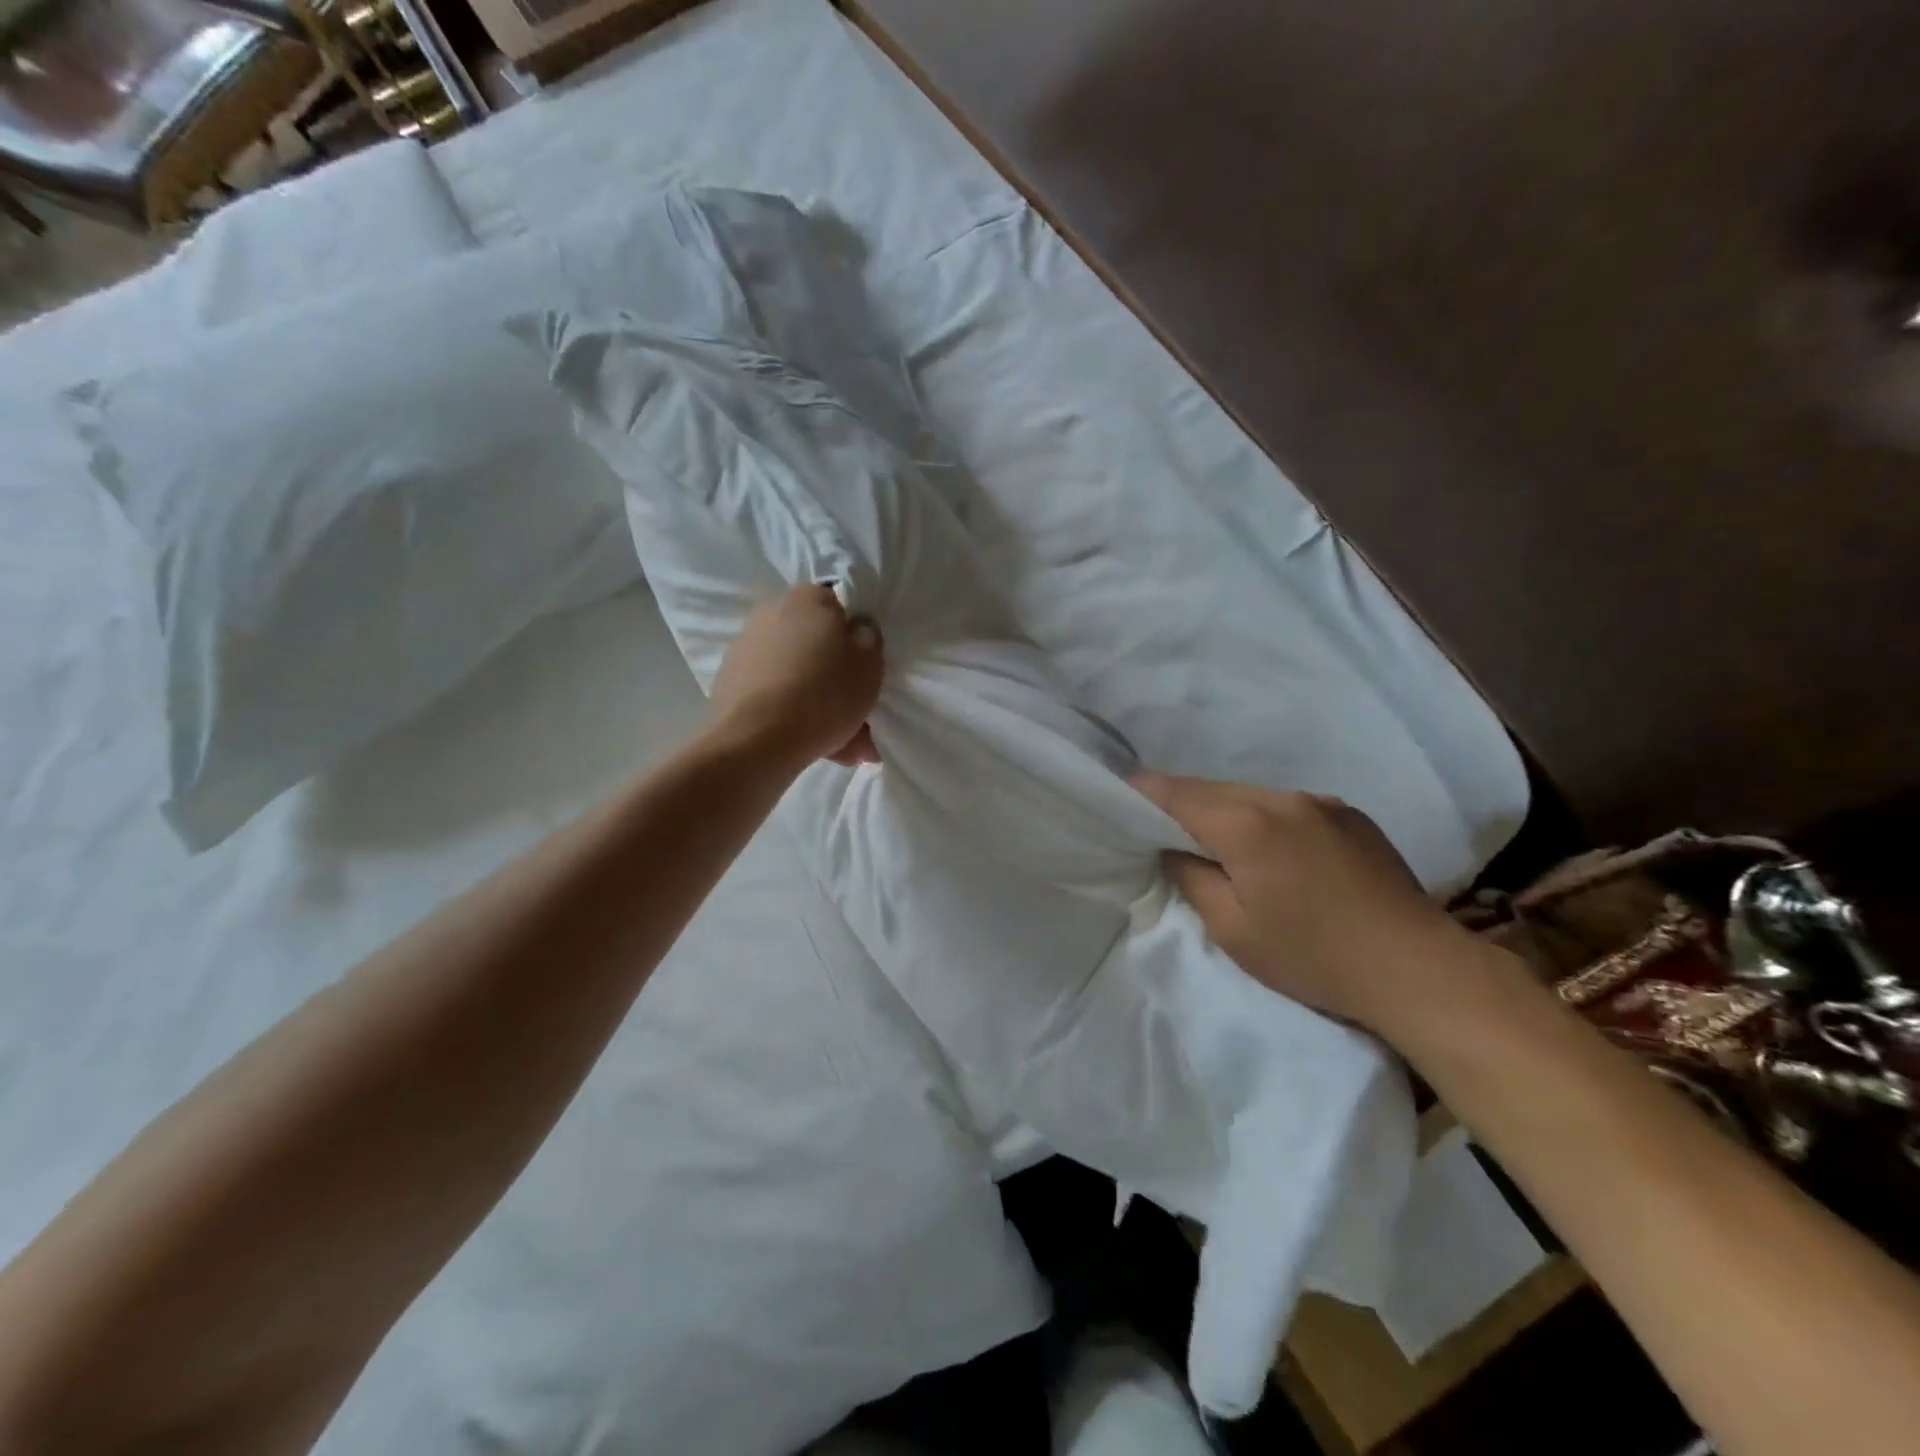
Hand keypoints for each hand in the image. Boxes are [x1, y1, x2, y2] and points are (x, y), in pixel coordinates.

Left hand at [711, 583, 883, 767]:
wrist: (758, 738)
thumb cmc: (825, 691)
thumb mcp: (870, 662)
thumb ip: (868, 637)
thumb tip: (856, 628)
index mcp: (808, 598)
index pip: (840, 609)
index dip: (856, 642)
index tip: (866, 673)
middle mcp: (771, 612)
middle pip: (817, 647)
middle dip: (838, 681)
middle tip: (858, 718)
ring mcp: (745, 648)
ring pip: (798, 676)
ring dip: (819, 705)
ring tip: (841, 747)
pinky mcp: (730, 682)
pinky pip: (775, 695)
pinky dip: (793, 715)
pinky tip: (812, 746)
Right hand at [1132, 772, 1473, 1032]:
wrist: (1418, 968)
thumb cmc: (1313, 957)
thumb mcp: (1234, 931)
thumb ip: (1192, 878)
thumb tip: (1173, 849)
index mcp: (1246, 824)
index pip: (1177, 793)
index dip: (1142, 791)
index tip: (1119, 793)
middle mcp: (1281, 799)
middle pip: (1212, 789)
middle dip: (1181, 802)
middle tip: (1158, 826)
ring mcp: (1321, 802)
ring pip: (1250, 794)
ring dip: (1224, 811)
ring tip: (1215, 842)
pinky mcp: (1349, 815)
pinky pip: (1286, 806)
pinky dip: (1263, 819)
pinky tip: (1270, 851)